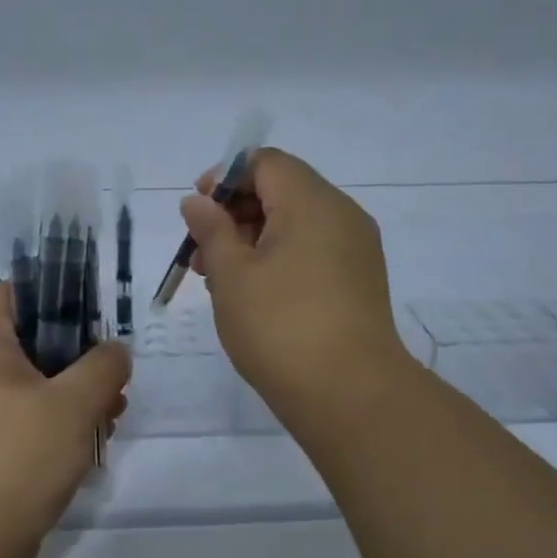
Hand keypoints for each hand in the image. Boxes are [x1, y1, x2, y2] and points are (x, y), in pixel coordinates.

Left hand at [0, 286, 129, 557]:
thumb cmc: (15, 458)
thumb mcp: (73, 404)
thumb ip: (103, 367)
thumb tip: (115, 351)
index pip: (12, 294)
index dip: (53, 294)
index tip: (94, 316)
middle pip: (29, 344)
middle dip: (77, 358)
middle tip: (113, 377)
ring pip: (30, 388)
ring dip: (72, 397)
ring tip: (111, 417)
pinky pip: (21, 424)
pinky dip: (53, 428)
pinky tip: (87, 449)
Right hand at [181, 147, 409, 422]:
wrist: (350, 394)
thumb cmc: (280, 326)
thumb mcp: (232, 275)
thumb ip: (211, 229)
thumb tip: (197, 201)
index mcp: (312, 202)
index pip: (265, 163)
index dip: (225, 177)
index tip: (197, 210)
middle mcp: (341, 215)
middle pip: (282, 190)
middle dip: (235, 213)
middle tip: (201, 252)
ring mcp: (356, 249)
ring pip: (296, 224)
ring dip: (254, 239)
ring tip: (220, 279)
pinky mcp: (359, 280)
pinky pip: (314, 250)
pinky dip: (280, 258)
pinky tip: (254, 294)